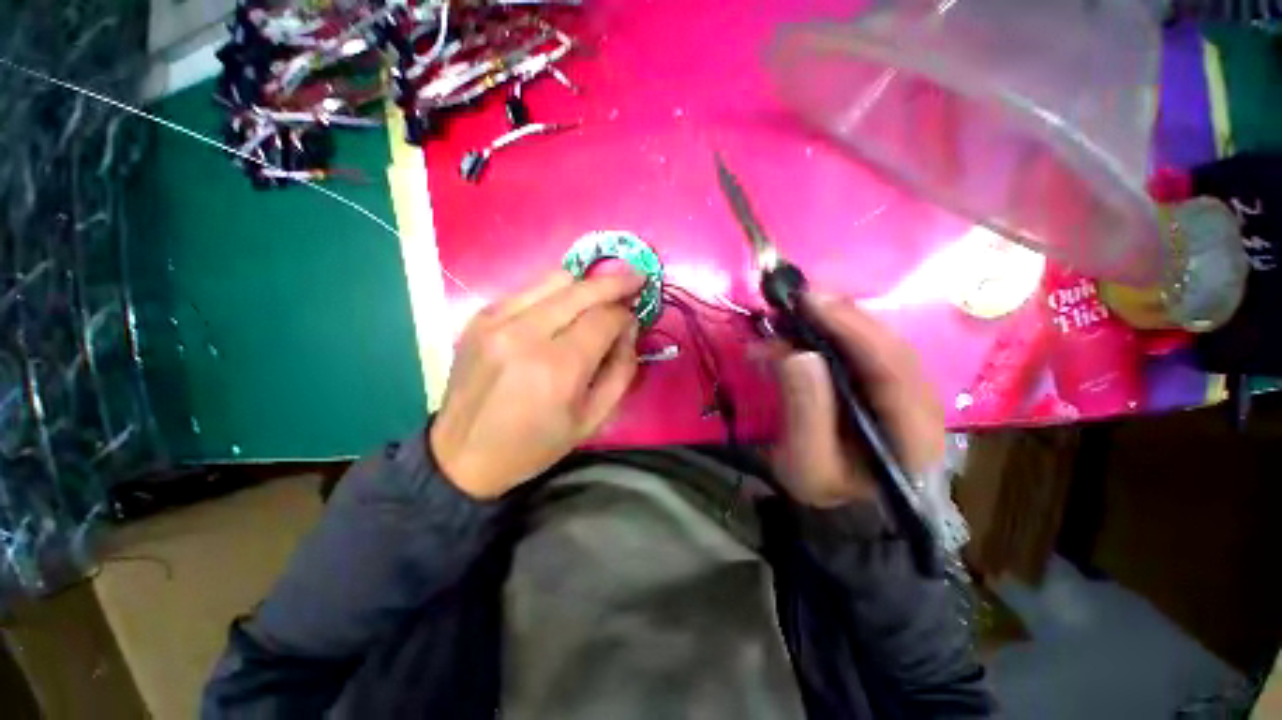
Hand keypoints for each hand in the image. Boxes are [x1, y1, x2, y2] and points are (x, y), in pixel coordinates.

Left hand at [430, 271, 642, 498]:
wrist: (462, 456)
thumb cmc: (535, 444)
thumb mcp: (593, 420)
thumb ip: (621, 370)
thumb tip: (628, 329)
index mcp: (558, 367)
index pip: (604, 318)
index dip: (625, 314)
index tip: (633, 320)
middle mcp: (525, 334)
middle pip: (581, 289)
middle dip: (615, 282)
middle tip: (636, 278)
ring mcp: (496, 320)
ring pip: (554, 280)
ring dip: (585, 285)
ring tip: (600, 295)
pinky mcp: (479, 317)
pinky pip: (528, 290)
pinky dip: (554, 294)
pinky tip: (562, 309)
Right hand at [770, 295, 944, 507]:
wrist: (845, 512)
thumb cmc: (826, 493)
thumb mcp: (806, 465)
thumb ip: (805, 413)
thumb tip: (797, 354)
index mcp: (913, 432)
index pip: (891, 367)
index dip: (851, 328)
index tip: (808, 302)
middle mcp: (922, 406)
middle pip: (889, 346)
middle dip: (843, 317)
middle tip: (799, 298)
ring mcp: (908, 395)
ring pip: (879, 345)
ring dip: (837, 324)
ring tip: (798, 312)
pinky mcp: (887, 390)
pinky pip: (865, 353)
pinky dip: (834, 337)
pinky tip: (806, 333)